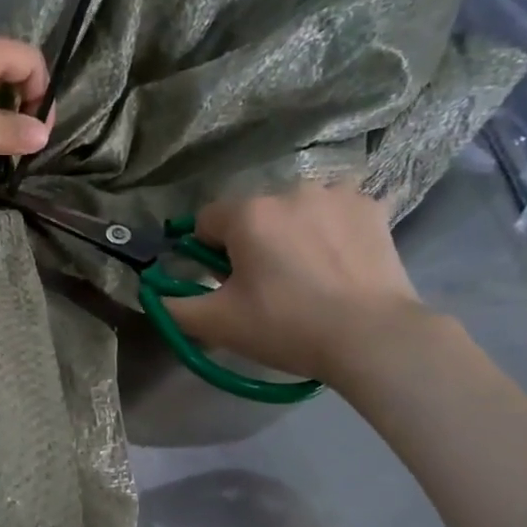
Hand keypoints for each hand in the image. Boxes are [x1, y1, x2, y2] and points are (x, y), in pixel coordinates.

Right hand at [162, 182, 435, 381]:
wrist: (371, 337)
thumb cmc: (286, 327)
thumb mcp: (217, 324)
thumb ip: (173, 305)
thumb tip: (154, 291)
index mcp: (248, 213)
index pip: (206, 221)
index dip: (207, 254)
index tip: (224, 284)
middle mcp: (290, 189)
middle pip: (253, 213)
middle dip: (252, 242)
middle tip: (267, 287)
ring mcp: (337, 194)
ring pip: (296, 210)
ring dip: (292, 232)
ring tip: (309, 275)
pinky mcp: (372, 207)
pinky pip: (337, 212)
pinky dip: (332, 231)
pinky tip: (339, 263)